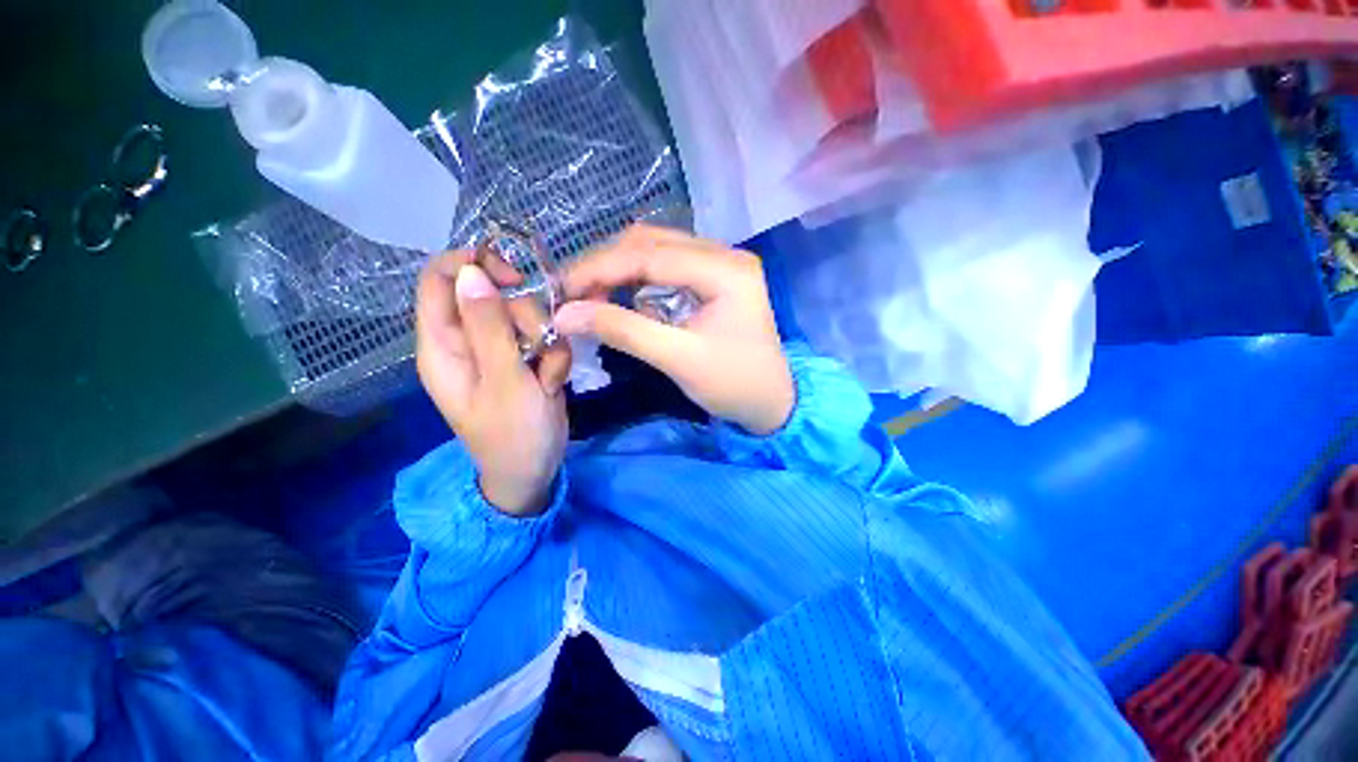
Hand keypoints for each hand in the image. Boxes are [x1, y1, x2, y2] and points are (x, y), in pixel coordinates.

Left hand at [415, 252, 571, 515]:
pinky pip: (545, 336)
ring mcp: (500, 349)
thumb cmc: (513, 433)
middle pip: (496, 294)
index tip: (515, 280)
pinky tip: (552, 383)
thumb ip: (488, 326)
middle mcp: (469, 340)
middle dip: (526, 318)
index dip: (475, 266)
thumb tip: (470, 272)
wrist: (536, 469)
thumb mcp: (503, 380)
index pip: (441, 278)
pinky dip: (556, 357)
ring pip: (527, 315)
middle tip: (536, 350)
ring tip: (546, 379)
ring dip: (547, 342)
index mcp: (444, 344)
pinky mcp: (526, 358)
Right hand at [553, 225, 793, 434]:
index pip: (650, 254)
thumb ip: (622, 331)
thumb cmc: (733, 385)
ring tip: (591, 297)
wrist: (771, 403)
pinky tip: (623, 300)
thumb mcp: (678, 359)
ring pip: (656, 251)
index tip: (561, 289)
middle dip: (607, 266)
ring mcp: (720, 264)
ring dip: (620, 271)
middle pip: (651, 243)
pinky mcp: (713, 279)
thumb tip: (564, 315)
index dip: (599, 268)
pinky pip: (667, 268)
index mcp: (725, 270)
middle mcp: (724, 254)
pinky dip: (638, 281)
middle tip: (573, 294)